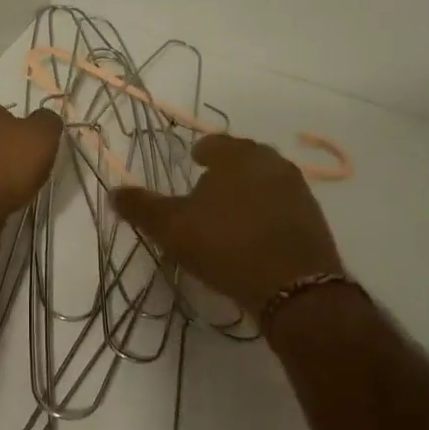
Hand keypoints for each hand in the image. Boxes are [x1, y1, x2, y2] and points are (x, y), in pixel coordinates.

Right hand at [112, 134, 344, 313]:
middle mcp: (271, 163)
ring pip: (266, 180)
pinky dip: (267, 212)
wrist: (294, 287)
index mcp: (237, 156)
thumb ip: (142, 208)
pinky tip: (256, 233)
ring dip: (249, 190)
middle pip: (244, 157)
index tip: (193, 160)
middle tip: (209, 185)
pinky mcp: (314, 218)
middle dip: (227, 168)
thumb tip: (114, 192)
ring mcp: (297, 190)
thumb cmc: (226, 245)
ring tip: (231, 211)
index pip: (215, 142)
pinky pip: (283, 205)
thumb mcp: (172, 228)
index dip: (202, 150)